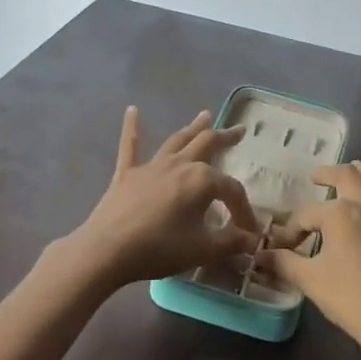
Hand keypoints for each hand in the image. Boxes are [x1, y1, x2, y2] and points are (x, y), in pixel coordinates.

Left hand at [54, 107, 261, 291]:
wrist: (109, 249)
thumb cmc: (160, 248)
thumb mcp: (203, 249)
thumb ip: (230, 242)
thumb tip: (252, 239)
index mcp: (202, 180)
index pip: (232, 191)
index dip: (244, 210)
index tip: (249, 232)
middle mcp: (179, 164)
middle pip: (207, 144)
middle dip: (225, 138)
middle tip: (239, 130)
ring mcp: (152, 166)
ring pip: (177, 140)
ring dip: (193, 128)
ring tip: (205, 115)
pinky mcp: (127, 174)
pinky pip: (130, 146)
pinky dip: (132, 127)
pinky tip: (131, 110)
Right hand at [257, 162, 360, 359]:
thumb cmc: (351, 299)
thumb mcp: (310, 281)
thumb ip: (283, 263)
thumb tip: (261, 256)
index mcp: (339, 213)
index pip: (307, 214)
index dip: (292, 229)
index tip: (284, 246)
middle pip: (348, 176)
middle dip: (328, 174)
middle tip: (317, 177)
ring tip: (358, 170)